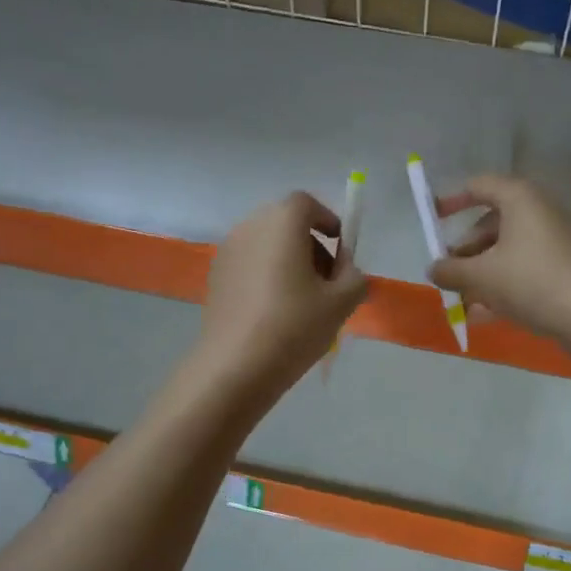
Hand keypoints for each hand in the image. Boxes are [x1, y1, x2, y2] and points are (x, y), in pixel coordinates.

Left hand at [195, 192, 367, 406]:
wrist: (234, 366)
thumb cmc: (294, 326)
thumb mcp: (342, 302)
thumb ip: (355, 277)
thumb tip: (347, 271)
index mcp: (282, 222)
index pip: (307, 204)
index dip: (328, 222)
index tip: (342, 251)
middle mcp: (250, 227)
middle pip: (286, 223)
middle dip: (311, 244)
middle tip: (328, 280)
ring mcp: (227, 251)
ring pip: (267, 244)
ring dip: (289, 261)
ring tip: (304, 301)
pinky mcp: (215, 277)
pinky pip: (250, 264)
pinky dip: (267, 275)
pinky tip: (276, 313)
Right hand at [430, 174, 570, 346]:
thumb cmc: (529, 282)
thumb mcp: (480, 276)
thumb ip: (450, 270)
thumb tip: (434, 269)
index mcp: (520, 198)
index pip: (479, 186)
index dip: (452, 201)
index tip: (433, 220)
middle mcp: (540, 208)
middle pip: (492, 222)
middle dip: (466, 249)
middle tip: (450, 273)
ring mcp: (556, 236)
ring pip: (508, 247)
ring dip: (482, 271)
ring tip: (463, 301)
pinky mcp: (565, 262)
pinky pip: (525, 265)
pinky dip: (504, 281)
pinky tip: (484, 313)